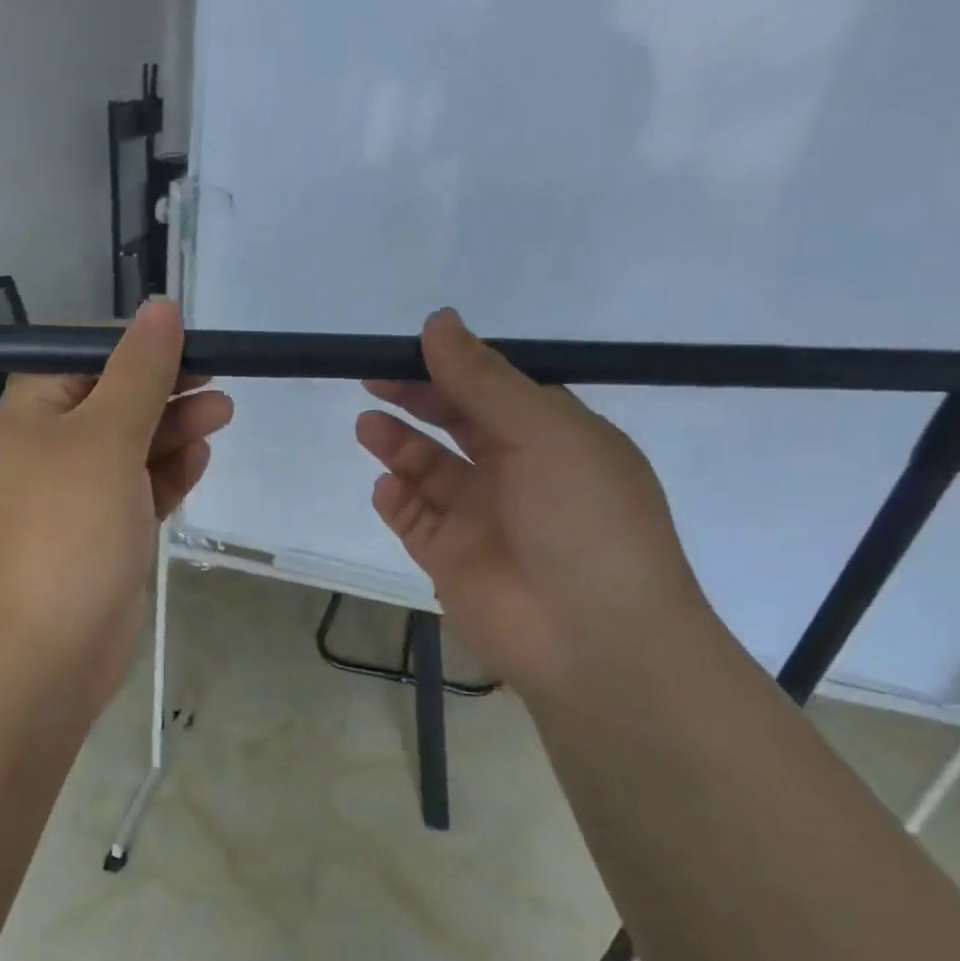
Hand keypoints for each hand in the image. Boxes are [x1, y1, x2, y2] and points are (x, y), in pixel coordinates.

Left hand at [0, 300, 232, 710]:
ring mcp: (78, 496)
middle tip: (218, 381)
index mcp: (31, 414)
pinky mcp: (106, 534)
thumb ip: (140, 371)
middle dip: (165, 387)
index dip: (133, 343)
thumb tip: (162, 305)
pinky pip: (140, 489)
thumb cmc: (69, 530)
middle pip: (113, 399)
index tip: (188, 340)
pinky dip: (168, 473)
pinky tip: (199, 460)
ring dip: (174, 428)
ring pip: (132, 446)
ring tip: (222, 414)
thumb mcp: (106, 436)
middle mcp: (49, 449)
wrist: (49, 649)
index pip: (81, 354)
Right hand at [357, 308, 709, 694]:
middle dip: (418, 400)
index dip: (453, 367)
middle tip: (373, 379)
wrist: (593, 638)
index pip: (496, 390)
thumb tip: (439, 322)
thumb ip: (484, 381)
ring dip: (400, 446)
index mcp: (555, 438)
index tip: (408, 348)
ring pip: (430, 472)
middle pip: (458, 426)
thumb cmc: (583, 520)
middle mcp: (518, 474)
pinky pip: (415, 520)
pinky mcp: (450, 561)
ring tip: (367, 426)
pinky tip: (386, 486)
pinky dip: (397, 500)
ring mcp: (482, 520)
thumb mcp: (545, 434)